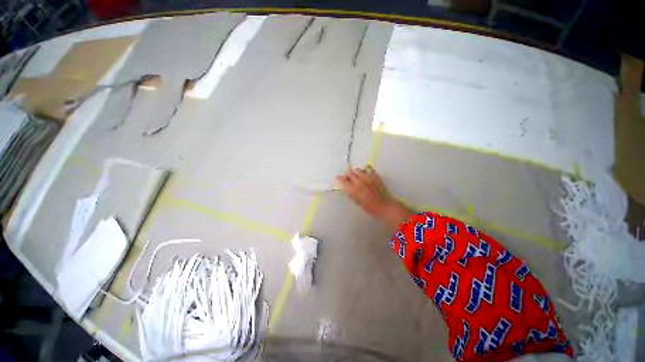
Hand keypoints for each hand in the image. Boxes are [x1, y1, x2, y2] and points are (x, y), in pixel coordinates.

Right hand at [336, 166, 412, 227]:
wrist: (383, 205)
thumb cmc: (368, 207)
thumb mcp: (356, 201)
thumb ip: (350, 193)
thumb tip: (347, 187)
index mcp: (353, 189)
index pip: (343, 179)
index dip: (340, 178)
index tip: (339, 178)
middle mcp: (359, 181)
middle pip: (349, 172)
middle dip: (348, 175)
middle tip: (349, 178)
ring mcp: (367, 177)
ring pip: (358, 170)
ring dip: (356, 173)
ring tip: (358, 177)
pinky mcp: (375, 175)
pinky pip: (368, 169)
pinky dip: (366, 172)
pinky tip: (367, 177)